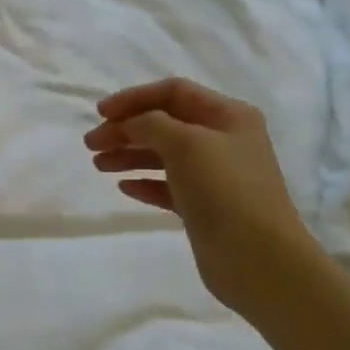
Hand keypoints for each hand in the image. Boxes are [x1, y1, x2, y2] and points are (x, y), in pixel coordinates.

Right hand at [84, 77, 312, 318]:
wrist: (258, 258)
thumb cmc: (224, 189)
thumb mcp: (185, 143)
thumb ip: (150, 124)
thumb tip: (130, 124)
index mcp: (228, 115)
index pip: (174, 92)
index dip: (134, 98)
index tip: (100, 113)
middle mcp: (223, 140)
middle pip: (165, 123)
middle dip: (126, 129)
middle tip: (91, 144)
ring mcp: (215, 175)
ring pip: (163, 155)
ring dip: (129, 155)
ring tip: (98, 165)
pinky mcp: (205, 207)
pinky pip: (168, 186)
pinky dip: (144, 182)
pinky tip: (124, 187)